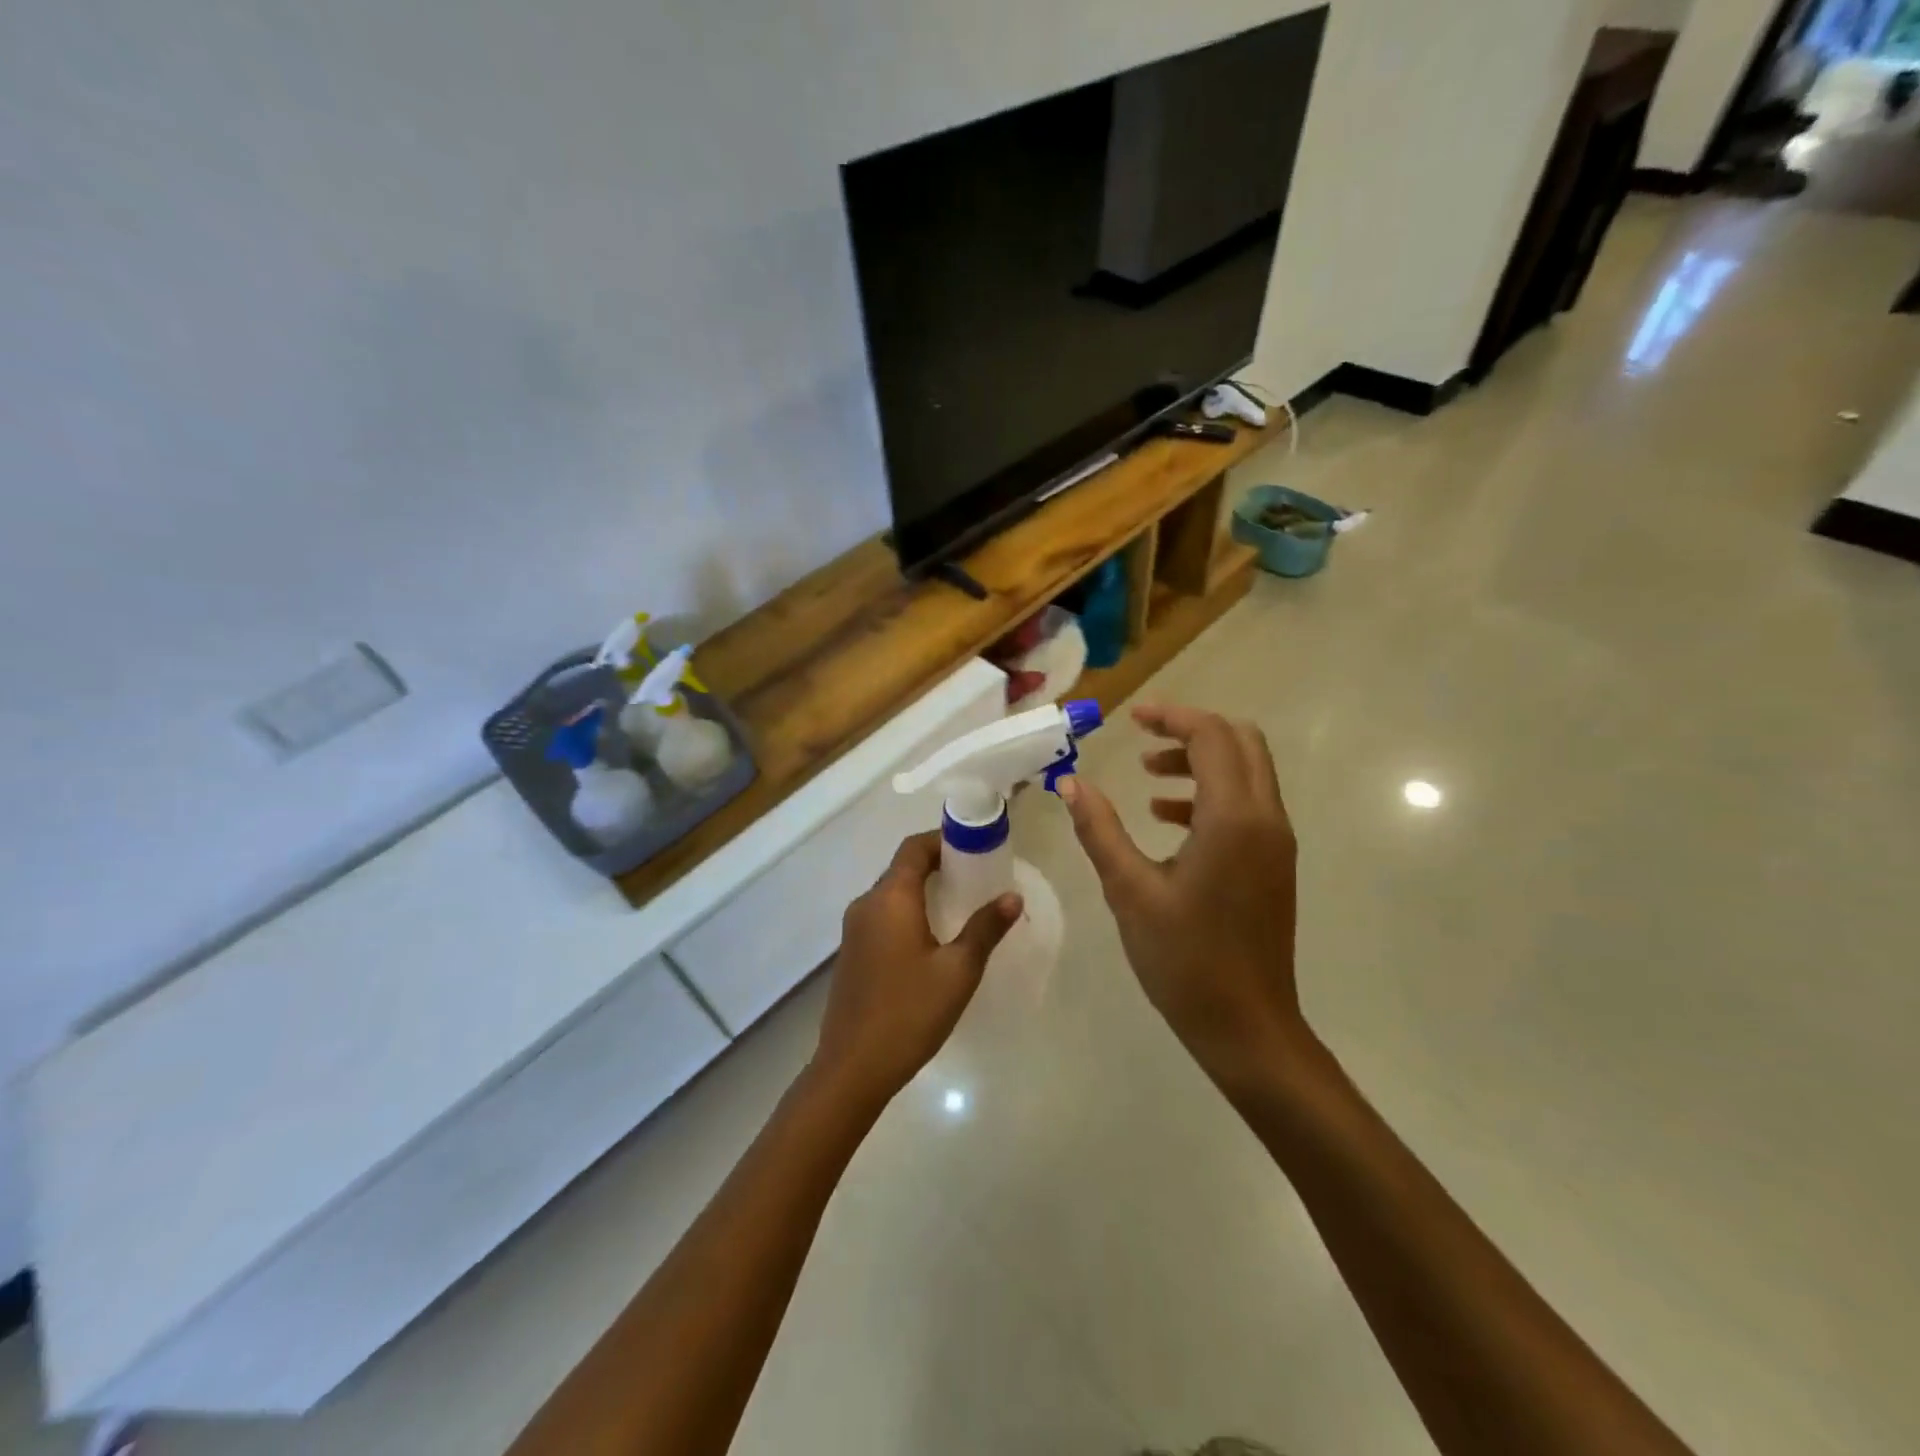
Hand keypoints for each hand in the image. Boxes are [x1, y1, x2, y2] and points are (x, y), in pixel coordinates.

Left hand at [811, 831, 1021, 1108]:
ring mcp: (854, 930)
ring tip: (960, 906)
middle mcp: (866, 905)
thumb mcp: (958, 971)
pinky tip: (932, 939)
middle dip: (938, 865)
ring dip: (923, 891)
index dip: (943, 841)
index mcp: (890, 899)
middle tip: (976, 878)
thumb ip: (985, 929)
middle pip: (902, 868)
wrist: (852, 1068)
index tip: (975, 848)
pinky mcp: (852, 953)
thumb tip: (1012, 897)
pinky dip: (908, 913)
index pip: (914, 848)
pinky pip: (882, 917)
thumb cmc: (909, 1012)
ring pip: (891, 894)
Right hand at [1059, 704, 1303, 1084]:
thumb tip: (1070, 783)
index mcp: (1233, 818)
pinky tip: (1167, 819)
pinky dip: (1211, 794)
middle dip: (1191, 730)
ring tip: (1148, 778)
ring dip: (1201, 761)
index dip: (1172, 717)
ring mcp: (1276, 842)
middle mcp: (1266, 819)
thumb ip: (1099, 830)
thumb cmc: (1184, 959)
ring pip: (1247, 772)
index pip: (1212, 736)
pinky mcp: (1274, 863)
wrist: (1246, 1026)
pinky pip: (1248, 804)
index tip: (1131, 719)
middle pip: (1241, 742)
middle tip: (1144, 737)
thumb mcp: (1129, 890)